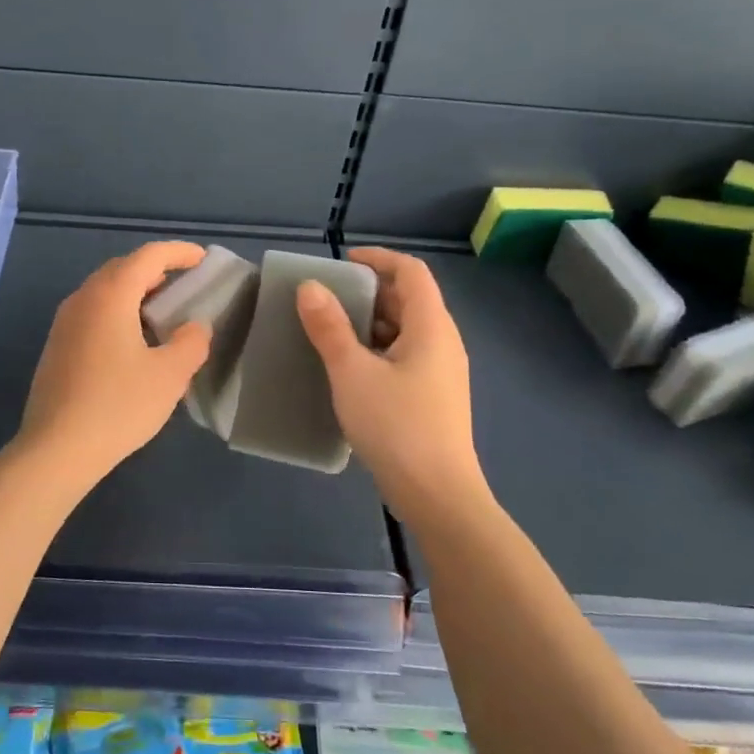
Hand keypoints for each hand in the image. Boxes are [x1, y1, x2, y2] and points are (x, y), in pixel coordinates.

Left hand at [18, 241, 212, 484]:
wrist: (56, 449)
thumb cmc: (118, 405)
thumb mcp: (169, 375)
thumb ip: (191, 342)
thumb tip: (195, 328)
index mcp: (110, 295)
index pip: (148, 257)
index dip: (178, 253)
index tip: (202, 258)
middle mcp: (82, 299)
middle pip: (122, 269)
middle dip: (155, 270)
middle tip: (184, 284)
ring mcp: (64, 323)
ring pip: (104, 291)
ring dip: (135, 293)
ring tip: (162, 313)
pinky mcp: (56, 347)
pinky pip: (93, 313)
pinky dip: (118, 312)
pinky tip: (133, 342)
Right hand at [296, 248, 484, 509]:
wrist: (437, 494)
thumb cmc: (396, 425)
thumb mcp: (353, 372)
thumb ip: (330, 327)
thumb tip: (310, 287)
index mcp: (431, 327)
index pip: (411, 272)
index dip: (379, 259)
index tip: (342, 262)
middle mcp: (443, 342)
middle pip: (410, 299)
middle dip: (369, 291)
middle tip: (328, 298)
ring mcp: (442, 372)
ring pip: (407, 330)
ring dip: (371, 322)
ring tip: (332, 331)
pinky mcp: (434, 397)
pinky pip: (406, 356)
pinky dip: (378, 349)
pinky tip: (351, 369)